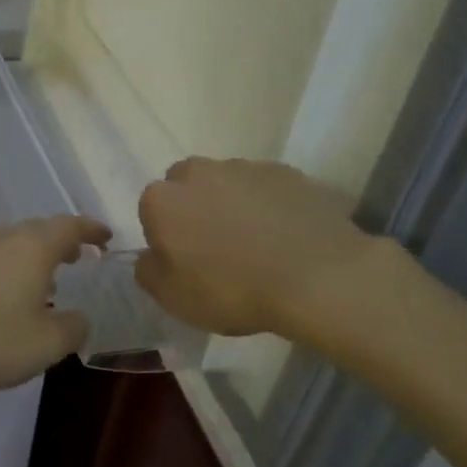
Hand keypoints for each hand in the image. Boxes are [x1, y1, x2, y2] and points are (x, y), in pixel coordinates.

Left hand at [0, 216, 111, 391]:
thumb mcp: (45, 345)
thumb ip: (73, 328)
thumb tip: (79, 317)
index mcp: (32, 247)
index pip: (70, 226)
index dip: (91, 230)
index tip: (106, 238)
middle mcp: (3, 236)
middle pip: (40, 229)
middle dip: (63, 241)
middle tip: (79, 259)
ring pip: (13, 241)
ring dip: (34, 254)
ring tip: (46, 281)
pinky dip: (10, 266)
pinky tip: (7, 294)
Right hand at [135, 158, 389, 355]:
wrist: (318, 276)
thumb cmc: (232, 289)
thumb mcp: (173, 298)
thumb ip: (148, 272)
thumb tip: (149, 256)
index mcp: (162, 200)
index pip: (151, 211)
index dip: (166, 237)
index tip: (185, 262)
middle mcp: (198, 172)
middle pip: (187, 187)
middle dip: (195, 209)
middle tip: (216, 248)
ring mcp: (245, 167)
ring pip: (227, 183)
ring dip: (232, 204)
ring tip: (257, 243)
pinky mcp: (287, 172)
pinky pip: (267, 188)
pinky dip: (269, 205)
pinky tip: (286, 236)